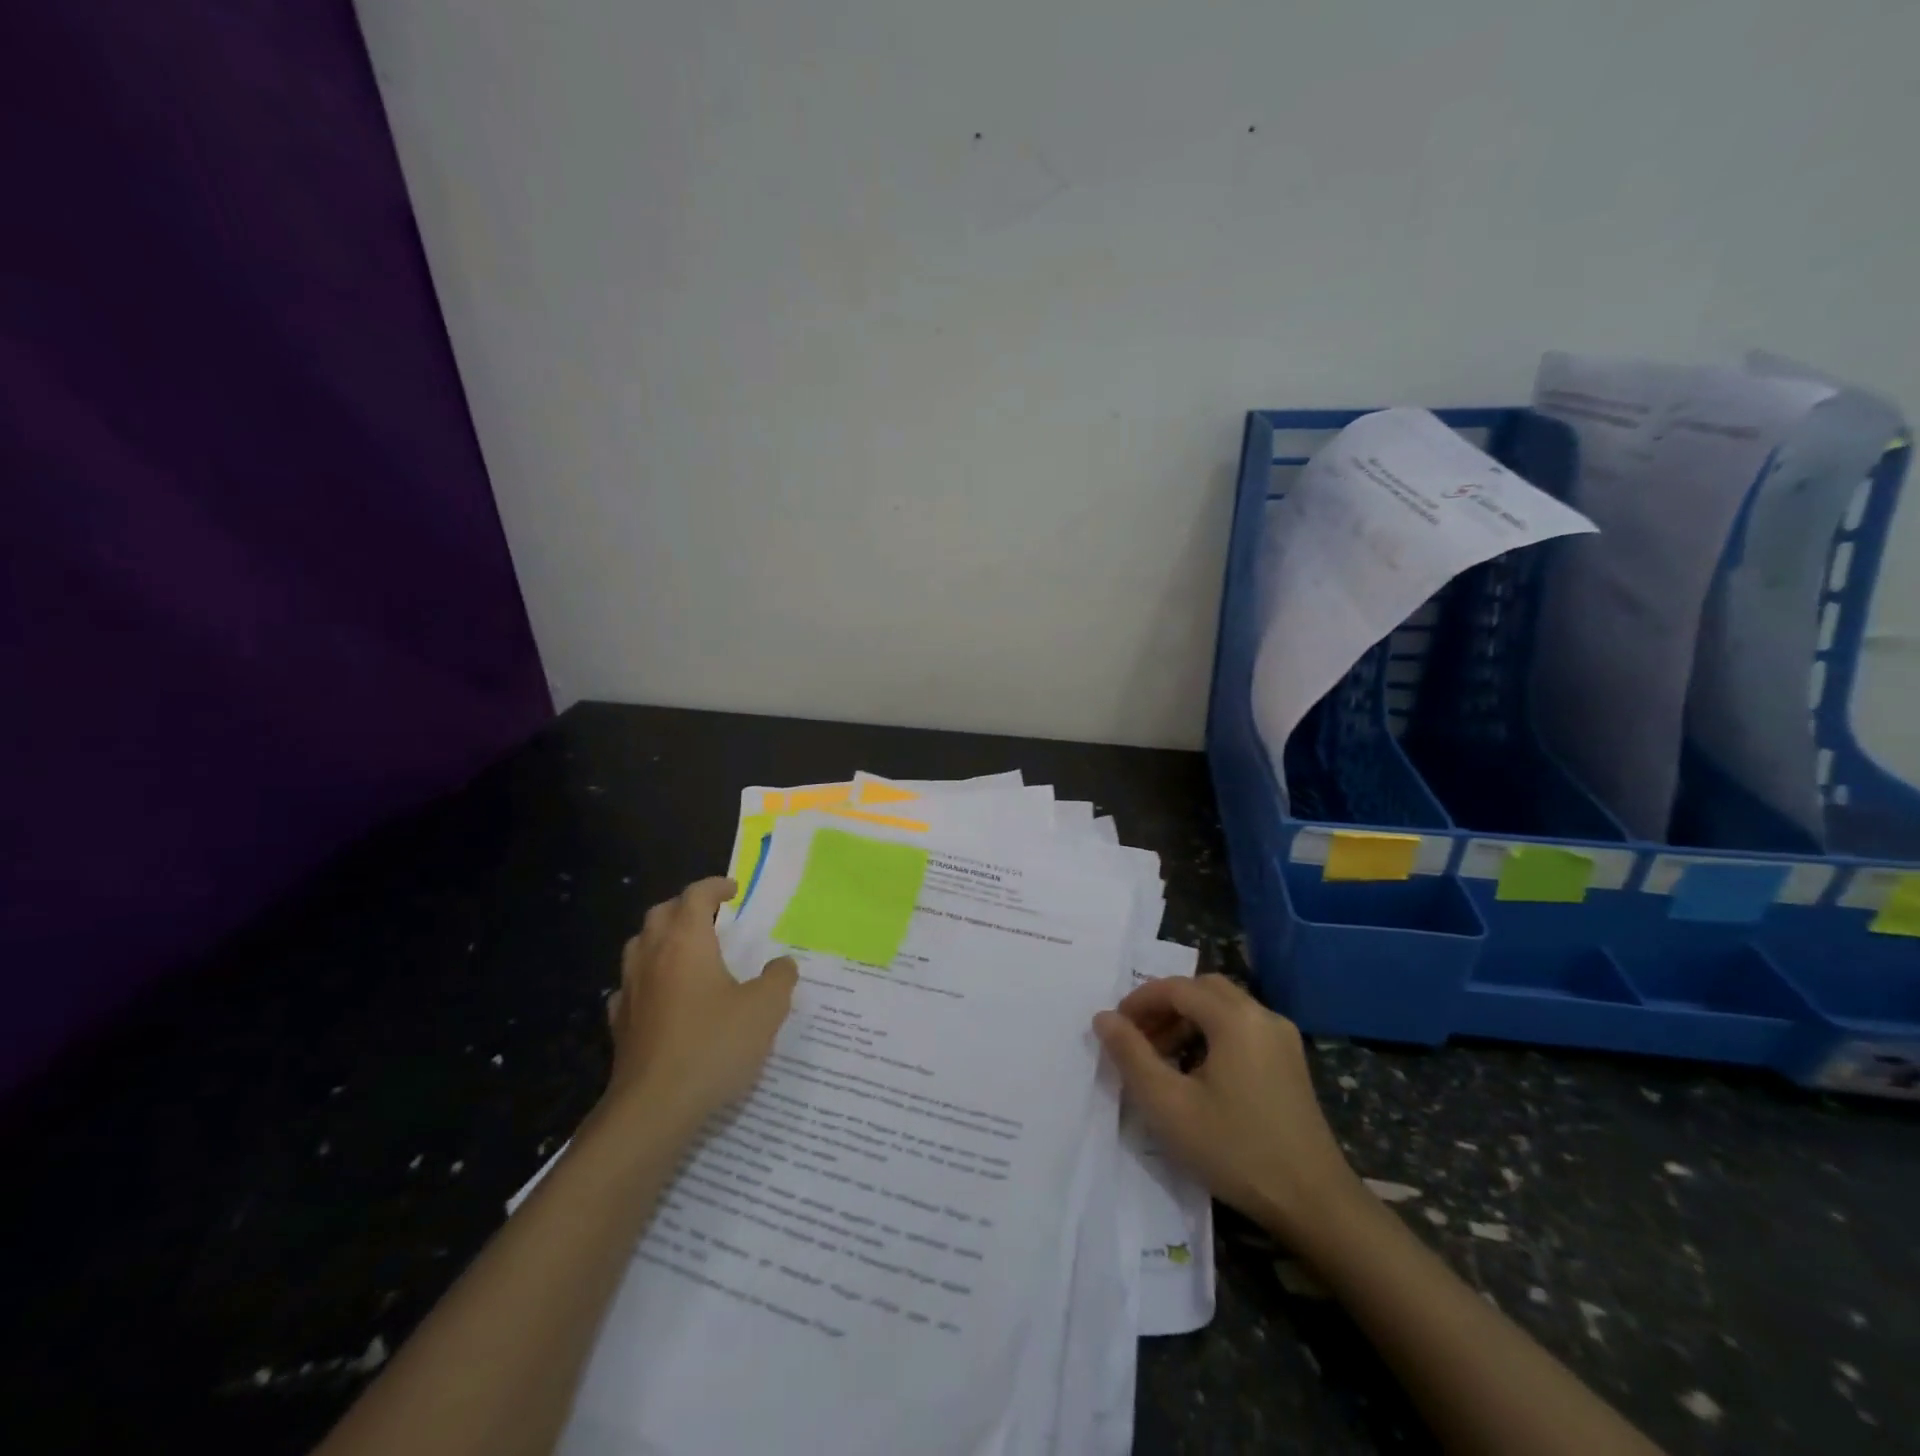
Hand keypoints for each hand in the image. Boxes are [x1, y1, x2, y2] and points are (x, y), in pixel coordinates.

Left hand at [603, 877, 798, 1127]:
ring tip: (687, 951)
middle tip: (711, 916)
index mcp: (686, 942)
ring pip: (639, 946)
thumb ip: (779, 978)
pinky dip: (647, 980)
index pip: (695, 896)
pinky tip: (663, 998)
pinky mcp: (620, 1026)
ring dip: (661, 938)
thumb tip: (782, 963)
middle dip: (685, 907)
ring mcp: (630, 991)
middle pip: (660, 913)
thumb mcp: (766, 1008)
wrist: (654, 1109)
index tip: (734, 890)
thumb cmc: (713, 1046)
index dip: (715, 887)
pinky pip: (631, 987)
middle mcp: (652, 957)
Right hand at [1093, 974, 1360, 1243]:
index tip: (1115, 1028)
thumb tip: (1104, 1018)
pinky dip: (1211, 1035)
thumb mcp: (1169, 1105)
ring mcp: (1282, 1038)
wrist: (1315, 1204)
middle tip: (1137, 1038)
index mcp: (1235, 1018)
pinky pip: (1242, 1028)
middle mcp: (1262, 1015)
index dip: (1139, 1002)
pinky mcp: (1290, 1062)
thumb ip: (1131, 1055)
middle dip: (1164, 1007)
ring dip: (1187, 1021)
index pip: (1176, 988)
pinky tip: (1196, 1072)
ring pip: (1223, 1008)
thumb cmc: (1235, 1150)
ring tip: (1160, 1057)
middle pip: (1202, 990)